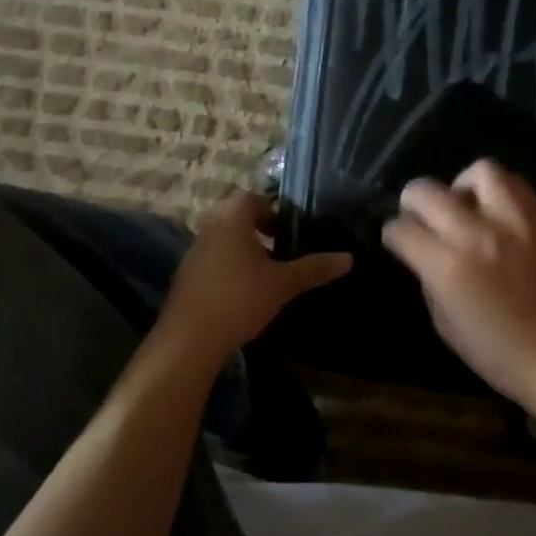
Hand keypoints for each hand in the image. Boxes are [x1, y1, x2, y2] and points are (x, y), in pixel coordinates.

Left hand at [157, 191, 351, 362]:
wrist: (190, 339)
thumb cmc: (240, 298)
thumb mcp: (284, 283)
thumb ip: (315, 268)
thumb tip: (348, 258)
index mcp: (233, 219)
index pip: (252, 197)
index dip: (273, 208)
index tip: (290, 229)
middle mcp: (210, 227)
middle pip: (237, 216)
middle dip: (260, 228)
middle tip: (284, 247)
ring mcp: (194, 252)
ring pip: (224, 238)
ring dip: (245, 248)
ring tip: (269, 272)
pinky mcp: (187, 276)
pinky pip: (214, 259)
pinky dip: (230, 266)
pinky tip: (245, 292)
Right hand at [381, 160, 535, 408]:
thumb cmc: (494, 350)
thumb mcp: (443, 322)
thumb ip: (428, 277)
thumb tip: (422, 250)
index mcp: (448, 267)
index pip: (403, 229)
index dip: (393, 232)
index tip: (397, 238)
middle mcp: (477, 235)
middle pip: (427, 191)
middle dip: (412, 200)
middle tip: (419, 214)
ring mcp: (513, 222)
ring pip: (479, 171)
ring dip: (462, 185)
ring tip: (465, 206)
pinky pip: (515, 183)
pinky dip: (498, 190)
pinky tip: (495, 212)